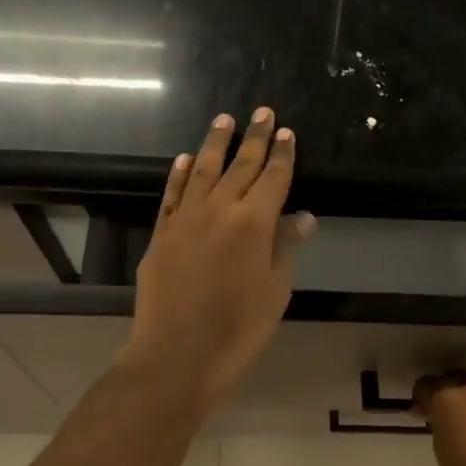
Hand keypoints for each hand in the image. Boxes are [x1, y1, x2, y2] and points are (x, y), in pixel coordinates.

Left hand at [121, 108, 316, 413]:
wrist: (179, 353)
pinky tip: (183, 158)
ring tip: (225, 119)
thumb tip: (303, 215)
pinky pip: (172, 193)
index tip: (287, 133)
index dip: (282, 155)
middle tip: (263, 112)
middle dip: (255, 138)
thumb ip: (286, 248)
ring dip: (215, 143)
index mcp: (254, 223)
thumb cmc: (238, 328)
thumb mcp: (276, 291)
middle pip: (240, 166)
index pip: (273, 179)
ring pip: (202, 170)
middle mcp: (219, 209)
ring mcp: (185, 219)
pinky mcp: (162, 233)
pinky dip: (178, 173)